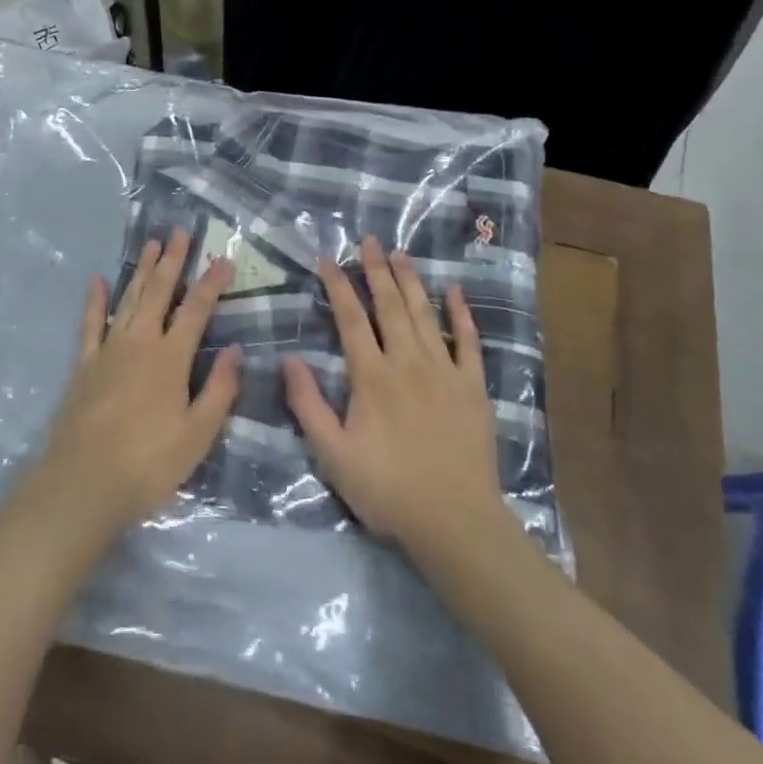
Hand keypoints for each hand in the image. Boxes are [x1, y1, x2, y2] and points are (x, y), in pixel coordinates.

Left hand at [34, 229, 240, 536]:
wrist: (83, 482)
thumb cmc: (148, 464)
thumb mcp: (197, 435)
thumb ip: (219, 390)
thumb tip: (236, 349)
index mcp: (170, 358)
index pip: (196, 310)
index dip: (211, 283)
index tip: (224, 259)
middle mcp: (140, 342)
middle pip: (159, 292)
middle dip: (172, 261)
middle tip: (180, 233)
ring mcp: (108, 349)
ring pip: (129, 299)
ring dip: (142, 271)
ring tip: (152, 245)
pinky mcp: (84, 363)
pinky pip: (90, 323)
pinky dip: (95, 300)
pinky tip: (97, 279)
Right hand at [283, 237, 515, 562]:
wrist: (456, 522)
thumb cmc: (388, 489)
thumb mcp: (333, 454)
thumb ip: (308, 405)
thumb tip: (290, 359)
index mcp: (372, 376)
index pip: (351, 319)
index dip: (338, 287)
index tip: (328, 260)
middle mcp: (407, 362)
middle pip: (389, 306)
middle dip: (377, 270)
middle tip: (370, 240)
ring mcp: (444, 372)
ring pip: (424, 315)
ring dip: (411, 281)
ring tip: (401, 253)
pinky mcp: (473, 387)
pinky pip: (467, 341)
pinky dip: (460, 314)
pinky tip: (454, 291)